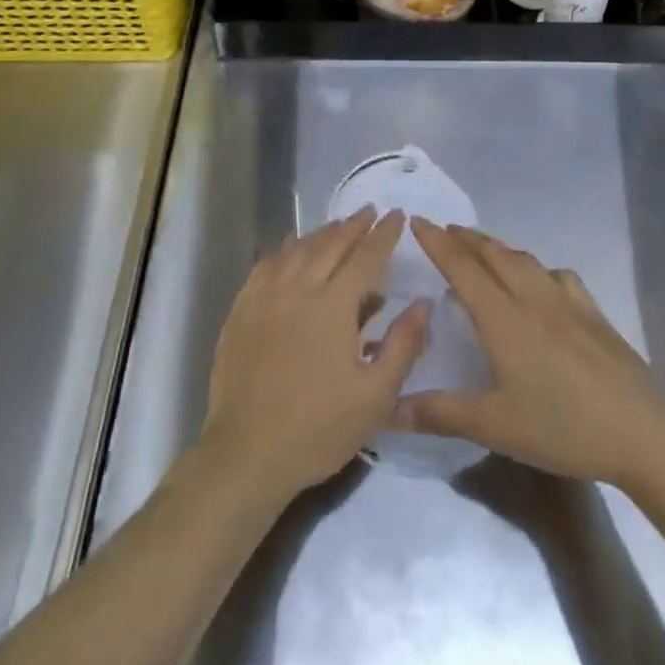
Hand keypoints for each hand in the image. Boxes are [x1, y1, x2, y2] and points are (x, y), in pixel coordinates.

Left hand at [203, 208, 431, 502]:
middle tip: (369, 211)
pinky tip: (289, 250)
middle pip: (330, 244)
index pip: (366, 257)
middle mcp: (298, 288)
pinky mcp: (241, 311)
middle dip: (353, 225)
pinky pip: (266, 266)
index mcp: (333, 305)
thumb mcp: (375, 396)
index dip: (384, 234)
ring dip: (321, 233)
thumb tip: (423, 303)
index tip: (398, 215)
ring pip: (297, 250)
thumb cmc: (319, 429)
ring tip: (337, 226)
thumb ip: (403, 345)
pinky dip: (283, 250)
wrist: (247, 453)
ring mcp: (265, 297)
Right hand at [393, 221, 664, 489]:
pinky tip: (542, 282)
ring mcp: (567, 301)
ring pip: (524, 259)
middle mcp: (532, 297)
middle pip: (493, 254)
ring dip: (497, 247)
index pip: (462, 267)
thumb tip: (388, 409)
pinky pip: (558, 275)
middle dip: (465, 238)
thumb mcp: (494, 425)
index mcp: (503, 317)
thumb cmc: (562, 426)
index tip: (417, 220)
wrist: (642, 432)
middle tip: (444, 231)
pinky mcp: (594, 313)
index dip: (437, 242)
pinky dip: (537, 268)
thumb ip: (439, 413)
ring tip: (483, 249)